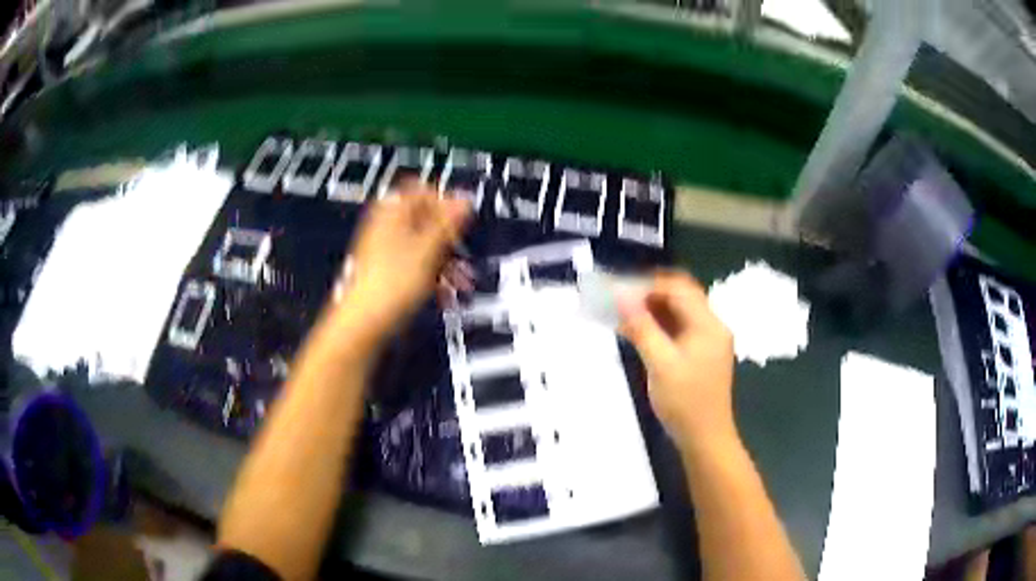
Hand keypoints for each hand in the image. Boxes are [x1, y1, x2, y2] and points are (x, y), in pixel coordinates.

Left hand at [342, 182, 470, 340]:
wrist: (363, 324)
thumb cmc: (393, 283)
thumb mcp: (428, 249)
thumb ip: (448, 222)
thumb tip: (465, 197)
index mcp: (392, 212)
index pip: (422, 191)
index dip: (444, 203)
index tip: (462, 221)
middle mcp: (385, 227)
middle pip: (424, 221)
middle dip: (449, 239)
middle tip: (464, 255)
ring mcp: (383, 251)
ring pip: (422, 247)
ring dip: (445, 263)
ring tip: (461, 284)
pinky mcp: (385, 275)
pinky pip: (414, 266)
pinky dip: (432, 277)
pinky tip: (446, 296)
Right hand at [618, 271, 735, 448]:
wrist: (705, 438)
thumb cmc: (684, 403)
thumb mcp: (660, 364)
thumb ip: (642, 328)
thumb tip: (621, 296)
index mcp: (708, 325)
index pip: (679, 288)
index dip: (648, 284)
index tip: (619, 289)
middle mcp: (711, 327)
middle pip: (680, 297)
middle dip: (649, 294)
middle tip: (618, 299)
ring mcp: (707, 341)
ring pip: (678, 313)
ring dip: (651, 310)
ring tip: (621, 314)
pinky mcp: (699, 354)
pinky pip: (678, 330)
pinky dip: (657, 327)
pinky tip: (636, 332)